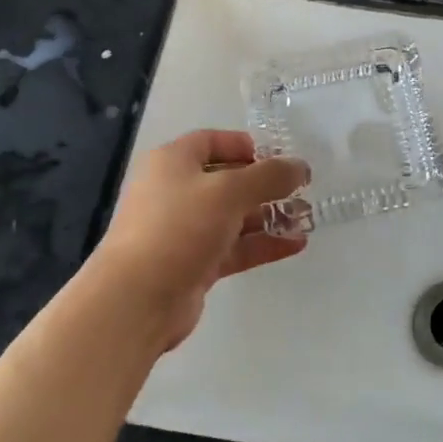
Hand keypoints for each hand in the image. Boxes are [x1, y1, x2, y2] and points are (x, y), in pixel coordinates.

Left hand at [87, 129, 309, 352]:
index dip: (247, 145)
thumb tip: (300, 167)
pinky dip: (262, 244)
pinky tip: (296, 245)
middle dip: (266, 185)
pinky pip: (234, 247)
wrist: (136, 300)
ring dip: (269, 216)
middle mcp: (176, 191)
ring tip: (306, 218)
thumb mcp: (229, 191)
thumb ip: (269, 176)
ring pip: (233, 216)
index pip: (213, 141)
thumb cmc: (179, 227)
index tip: (280, 158)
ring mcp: (184, 231)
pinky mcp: (194, 264)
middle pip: (227, 180)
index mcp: (173, 162)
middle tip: (302, 190)